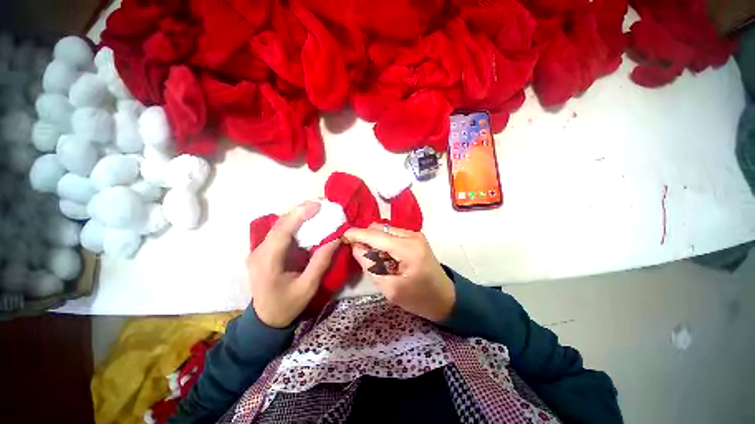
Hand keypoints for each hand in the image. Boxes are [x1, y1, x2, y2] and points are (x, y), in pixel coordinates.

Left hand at [247, 202, 339, 327]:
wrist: (266, 319)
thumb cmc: (288, 305)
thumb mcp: (308, 286)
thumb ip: (321, 262)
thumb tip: (335, 239)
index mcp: (268, 262)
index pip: (282, 231)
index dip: (299, 215)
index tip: (317, 205)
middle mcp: (259, 252)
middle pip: (279, 225)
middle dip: (300, 211)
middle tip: (320, 204)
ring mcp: (259, 250)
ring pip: (279, 226)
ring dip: (297, 216)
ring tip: (316, 209)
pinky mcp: (264, 251)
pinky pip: (280, 233)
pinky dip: (294, 224)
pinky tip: (306, 221)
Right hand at [343, 224, 454, 321]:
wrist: (445, 297)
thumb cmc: (419, 298)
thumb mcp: (390, 288)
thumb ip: (370, 265)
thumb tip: (355, 246)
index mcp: (408, 249)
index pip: (375, 235)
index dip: (356, 234)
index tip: (341, 236)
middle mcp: (412, 235)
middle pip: (379, 228)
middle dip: (365, 238)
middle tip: (359, 255)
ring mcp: (415, 234)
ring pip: (384, 229)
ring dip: (374, 241)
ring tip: (375, 259)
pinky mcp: (415, 237)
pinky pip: (391, 234)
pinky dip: (383, 242)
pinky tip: (385, 256)